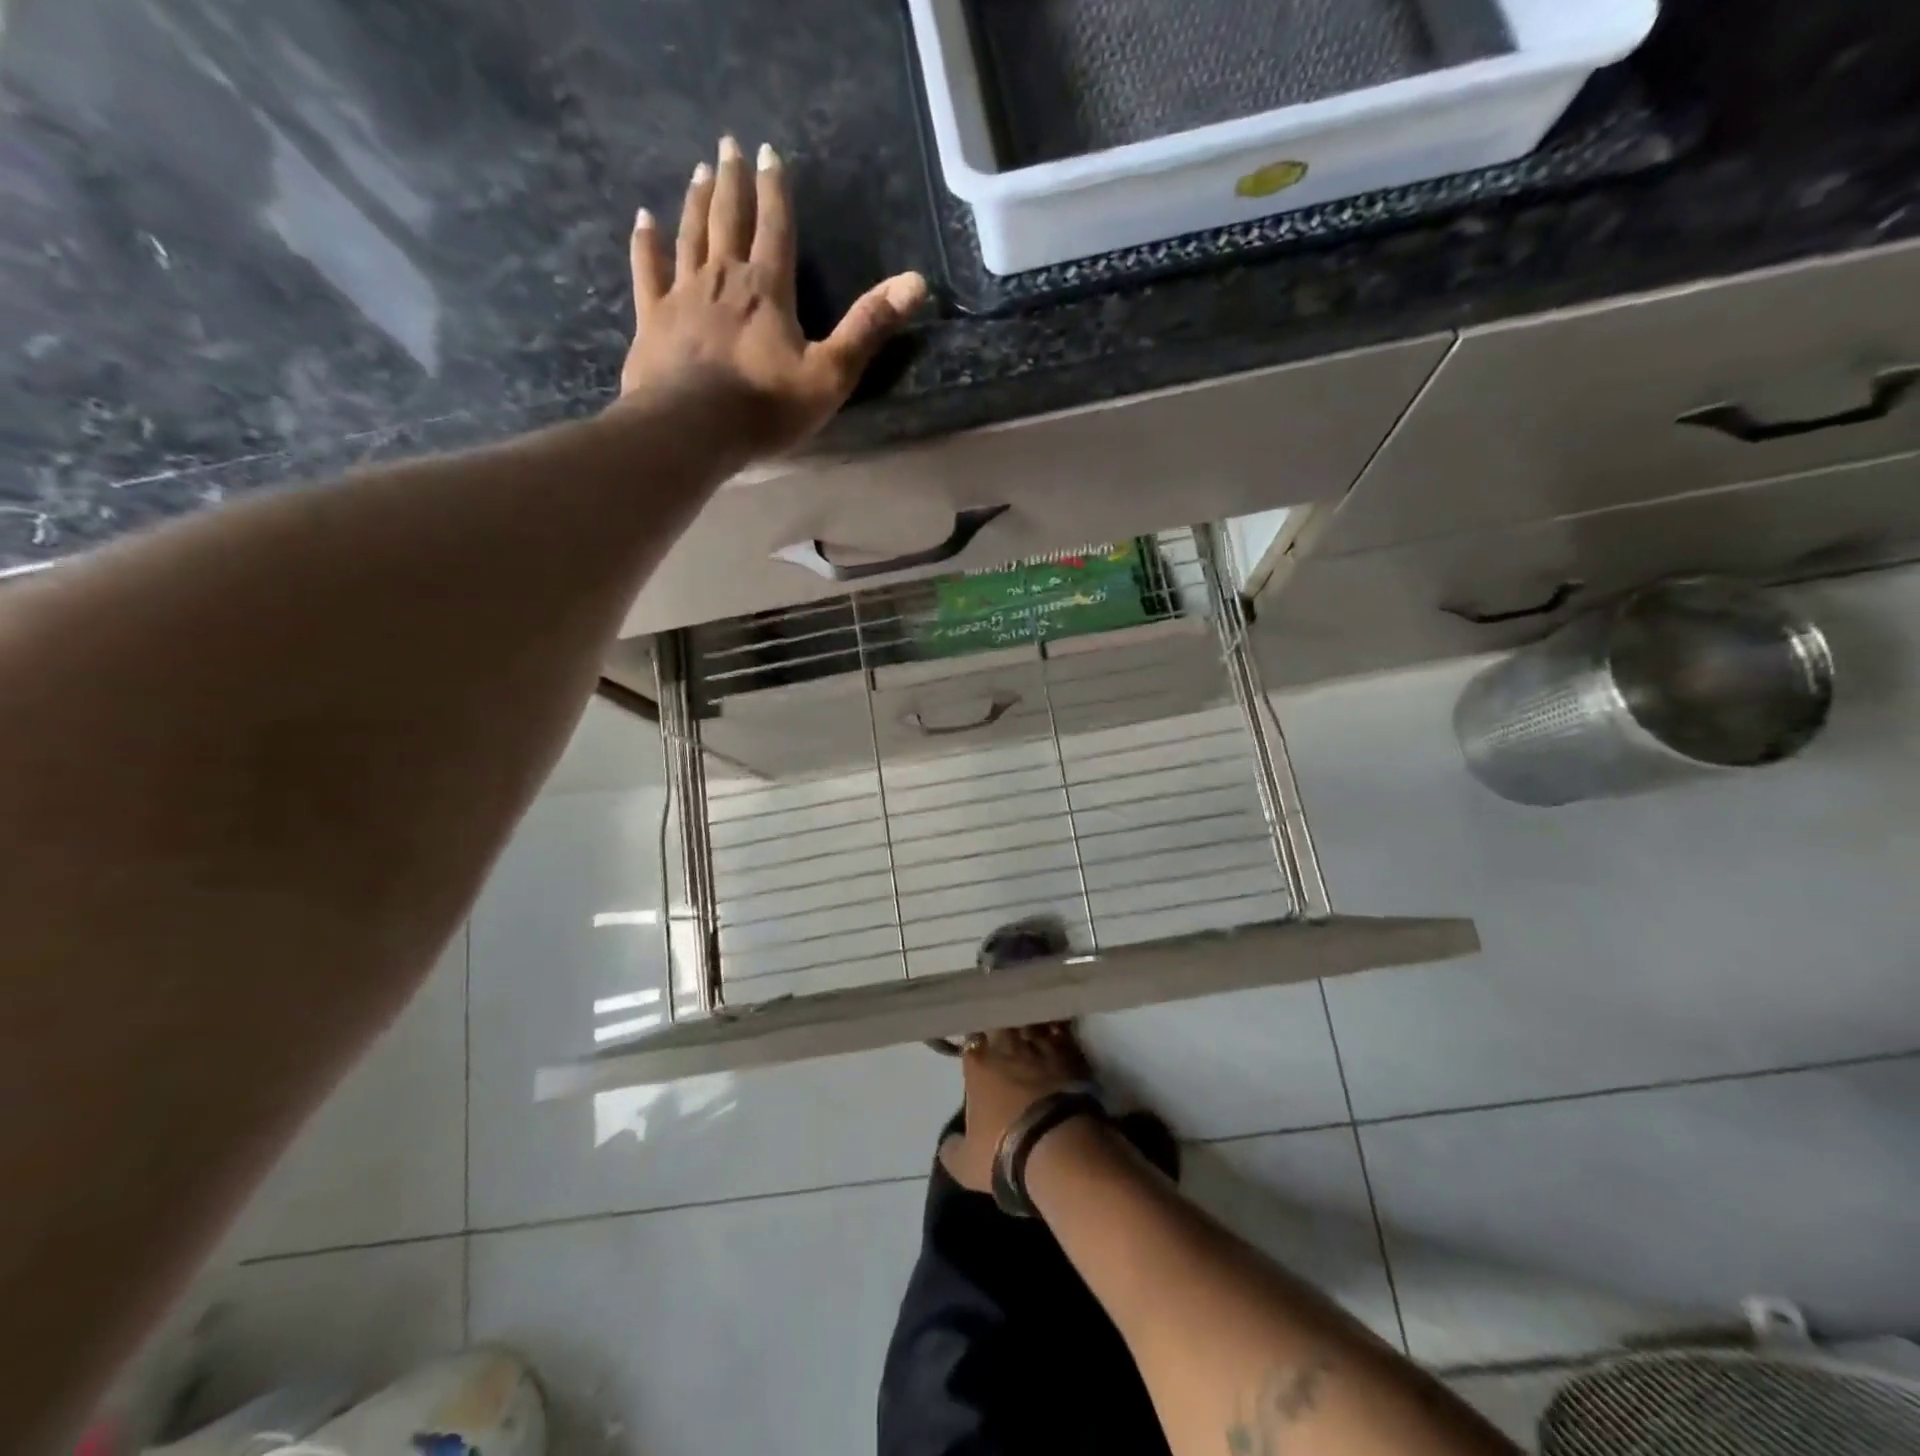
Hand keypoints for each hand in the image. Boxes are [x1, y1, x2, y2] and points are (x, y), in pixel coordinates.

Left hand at [620, 136, 928, 456]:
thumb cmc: (765, 407)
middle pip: (728, 220)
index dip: (775, 191)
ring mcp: (683, 295)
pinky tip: (643, 220)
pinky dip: (646, 243)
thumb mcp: (830, 374)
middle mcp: (723, 279)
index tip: (768, 152)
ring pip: (690, 236)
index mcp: (768, 290)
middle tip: (727, 145)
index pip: (775, 228)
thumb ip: (868, 327)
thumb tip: (916, 282)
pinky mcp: (653, 318)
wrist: (692, 429)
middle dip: (732, 182)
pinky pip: (648, 270)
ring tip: (698, 172)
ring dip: (695, 202)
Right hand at [940, 1023, 1090, 1193]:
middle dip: (1001, 1029)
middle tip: (1004, 1037)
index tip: (978, 1051)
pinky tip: (1058, 1037)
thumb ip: (952, 1149)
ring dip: (1030, 1026)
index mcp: (978, 1064)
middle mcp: (1007, 1046)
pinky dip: (1057, 1032)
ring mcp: (1040, 1046)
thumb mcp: (966, 1165)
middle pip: (1001, 1023)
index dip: (975, 1045)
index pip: (970, 1040)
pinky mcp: (1069, 1052)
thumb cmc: (1005, 1153)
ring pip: (1031, 1022)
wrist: (1058, 1148)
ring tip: (1031, 1033)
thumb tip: (949, 1144)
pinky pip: (1060, 1031)